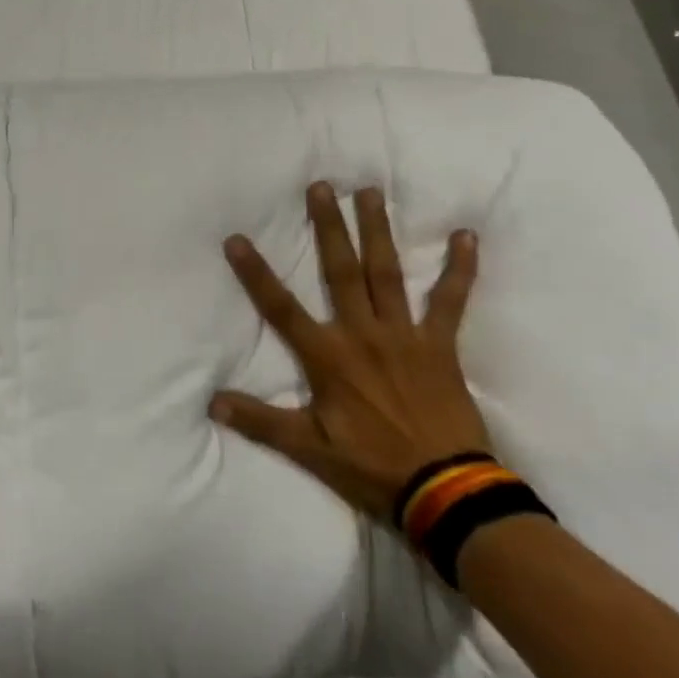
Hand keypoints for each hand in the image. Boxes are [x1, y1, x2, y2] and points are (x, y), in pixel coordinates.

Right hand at [211, 183, 489, 521]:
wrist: (445, 491)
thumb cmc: (371, 466)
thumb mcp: (307, 448)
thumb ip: (260, 421)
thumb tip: (211, 402)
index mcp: (327, 356)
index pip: (281, 308)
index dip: (256, 273)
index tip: (236, 238)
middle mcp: (362, 334)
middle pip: (340, 271)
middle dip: (328, 227)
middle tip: (321, 187)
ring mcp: (404, 335)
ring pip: (387, 273)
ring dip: (378, 231)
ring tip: (370, 192)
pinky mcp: (440, 345)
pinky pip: (451, 301)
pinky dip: (460, 269)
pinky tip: (467, 236)